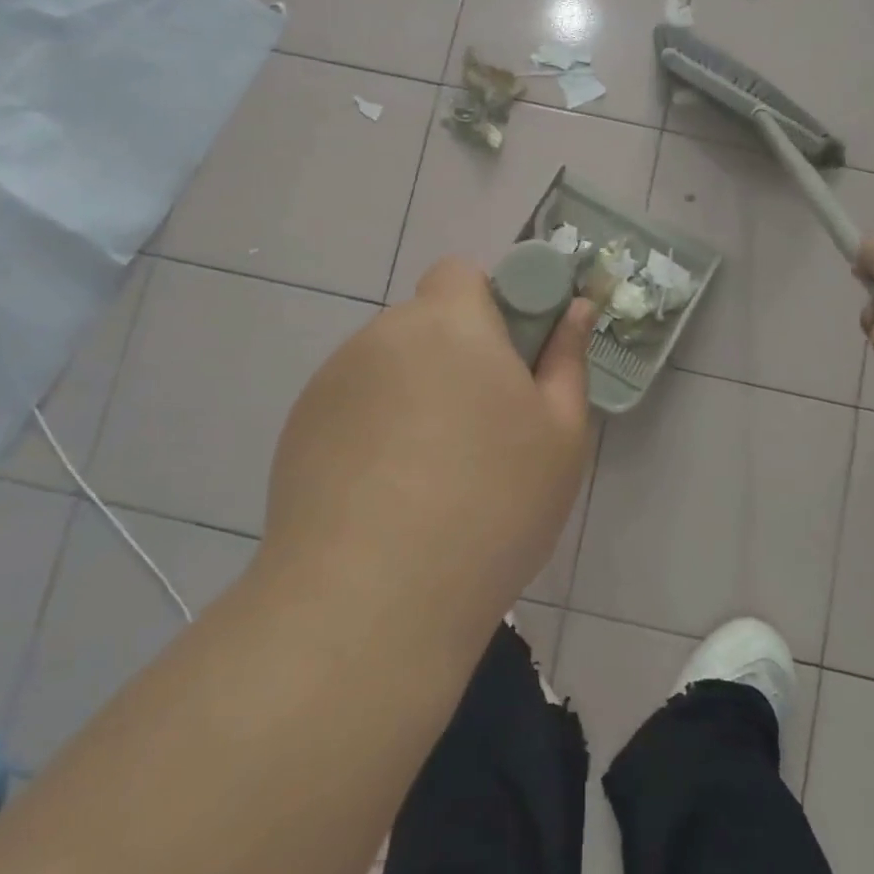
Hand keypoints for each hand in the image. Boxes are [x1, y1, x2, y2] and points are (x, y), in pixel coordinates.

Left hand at [263, 257, 596, 634]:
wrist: (371, 600)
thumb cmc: (491, 505)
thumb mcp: (559, 436)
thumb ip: (566, 359)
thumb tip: (574, 309)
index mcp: (449, 323)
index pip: (461, 274)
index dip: (490, 305)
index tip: (509, 363)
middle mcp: (383, 335)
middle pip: (426, 323)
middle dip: (455, 356)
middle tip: (481, 429)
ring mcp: (332, 381)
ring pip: (389, 366)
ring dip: (413, 394)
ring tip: (430, 475)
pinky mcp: (299, 427)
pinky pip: (352, 406)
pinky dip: (373, 429)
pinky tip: (385, 495)